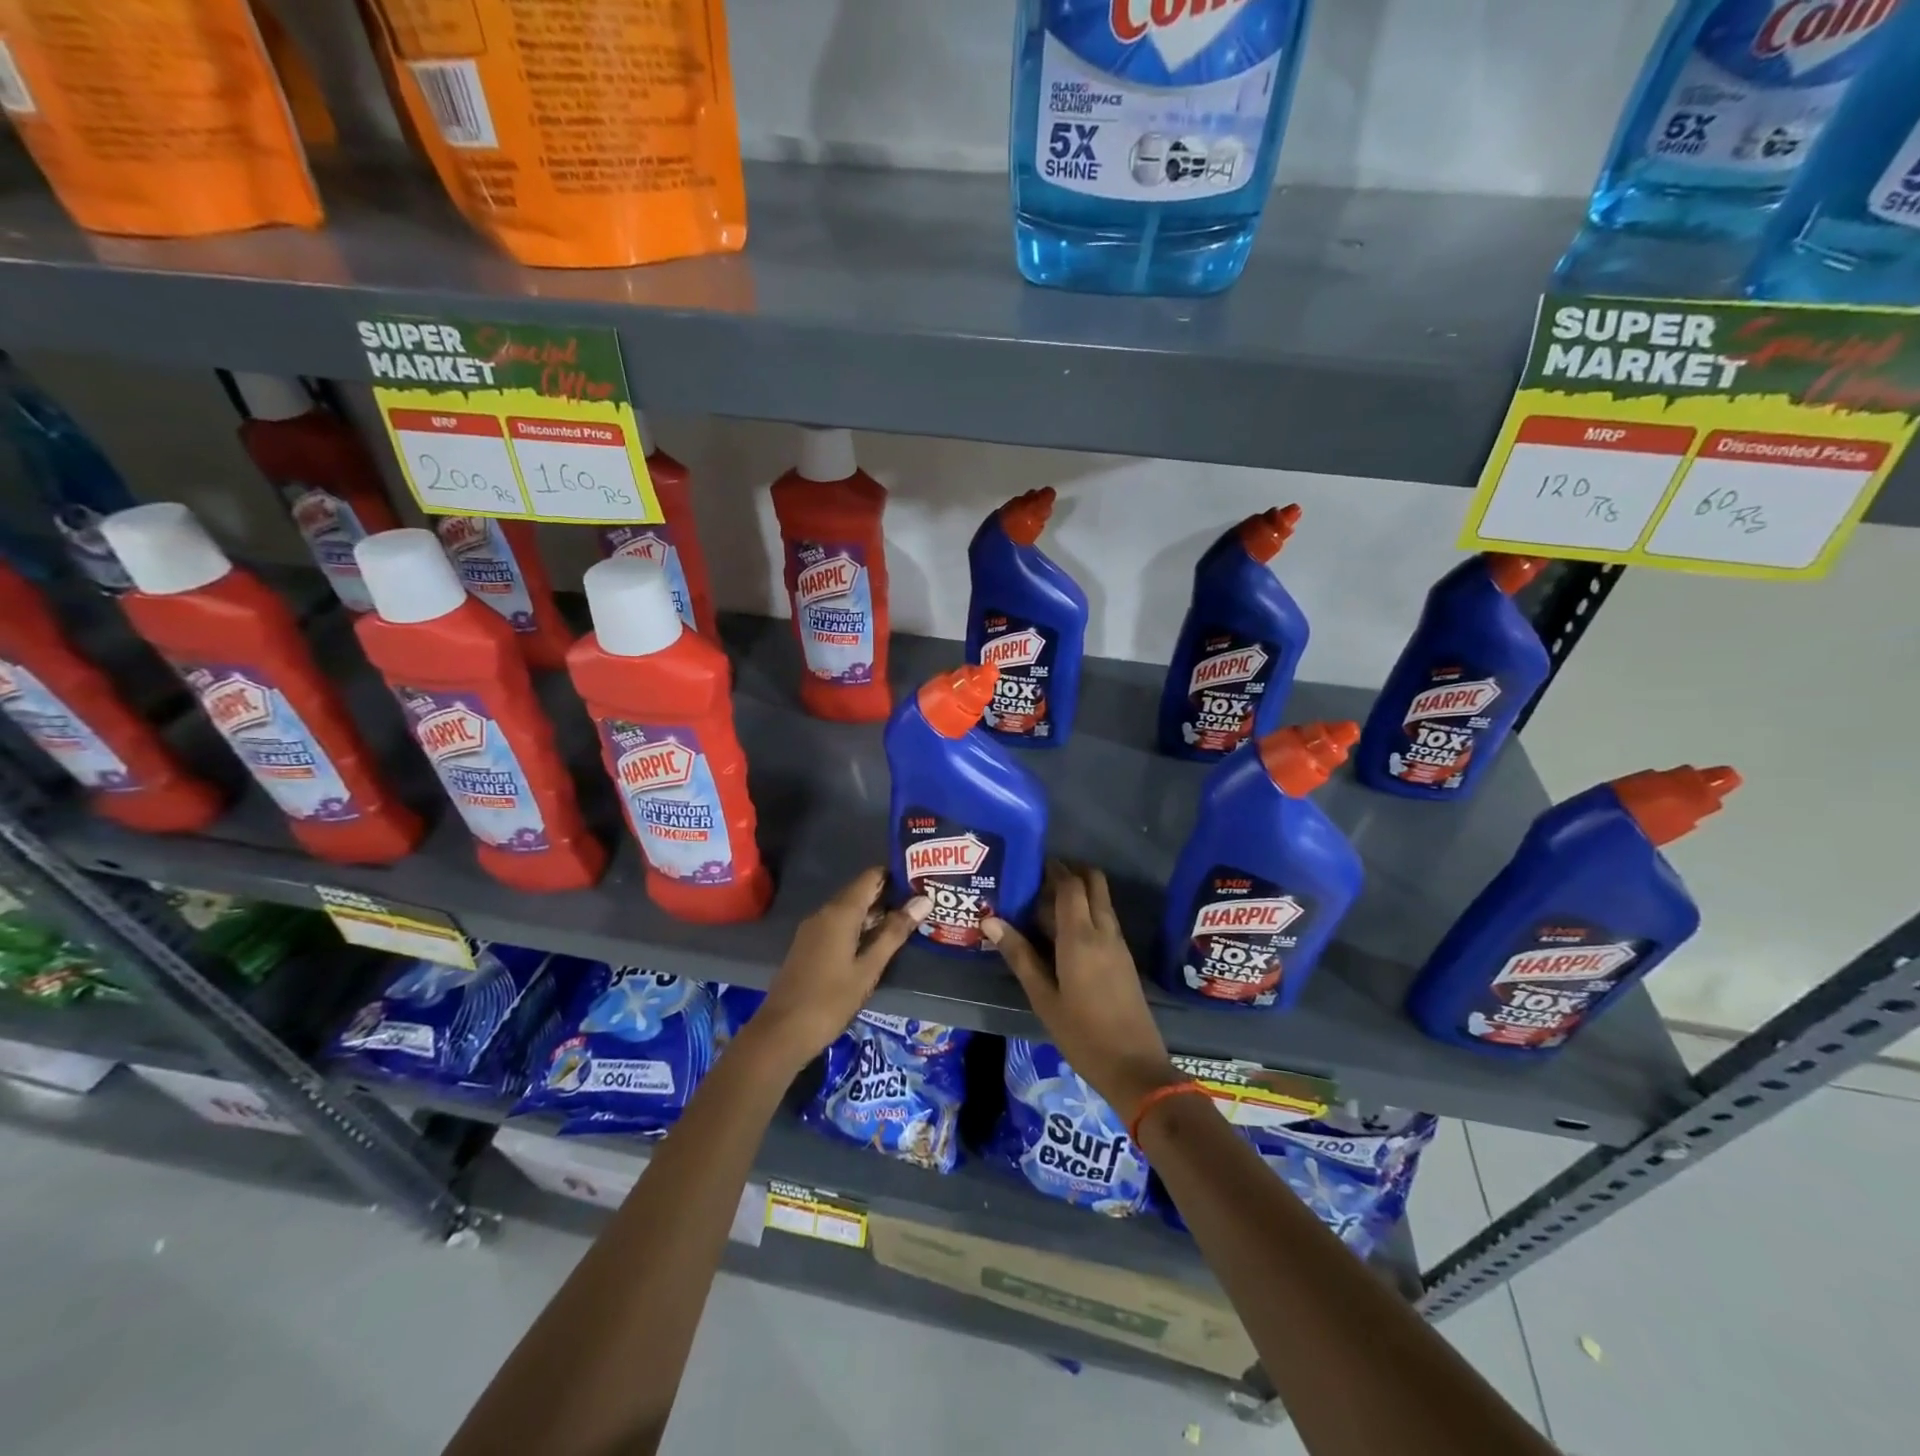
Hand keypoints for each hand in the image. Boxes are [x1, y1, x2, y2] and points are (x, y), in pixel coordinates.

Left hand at [748, 867, 928, 1071]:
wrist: (781, 1033)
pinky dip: (860, 927)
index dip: (896, 876)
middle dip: (889, 896)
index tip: (921, 882)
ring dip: (876, 914)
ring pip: (849, 910)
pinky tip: (878, 943)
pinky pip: (839, 925)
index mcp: (840, 912)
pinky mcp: (809, 945)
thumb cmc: (830, 1000)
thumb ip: (894, 933)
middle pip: (861, 892)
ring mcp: (813, 929)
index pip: (871, 877)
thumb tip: (923, 900)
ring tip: (907, 922)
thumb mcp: (869, 968)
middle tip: (921, 904)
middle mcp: (824, 912)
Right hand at [982, 860, 1182, 1124]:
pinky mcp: (1124, 958)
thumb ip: (1019, 955)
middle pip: (1093, 883)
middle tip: (1038, 881)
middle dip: (1069, 872)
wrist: (1135, 1067)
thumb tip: (990, 920)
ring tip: (1042, 906)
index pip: (1070, 884)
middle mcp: (1104, 931)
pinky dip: (1086, 913)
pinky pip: (1105, 920)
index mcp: (1081, 936)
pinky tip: (1062, 933)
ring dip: (1078, 893)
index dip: (1052, 868)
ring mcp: (1118, 944)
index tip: (1030, 863)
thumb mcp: (1043, 997)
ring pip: (1101, 901)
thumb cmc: (1082, 1034)